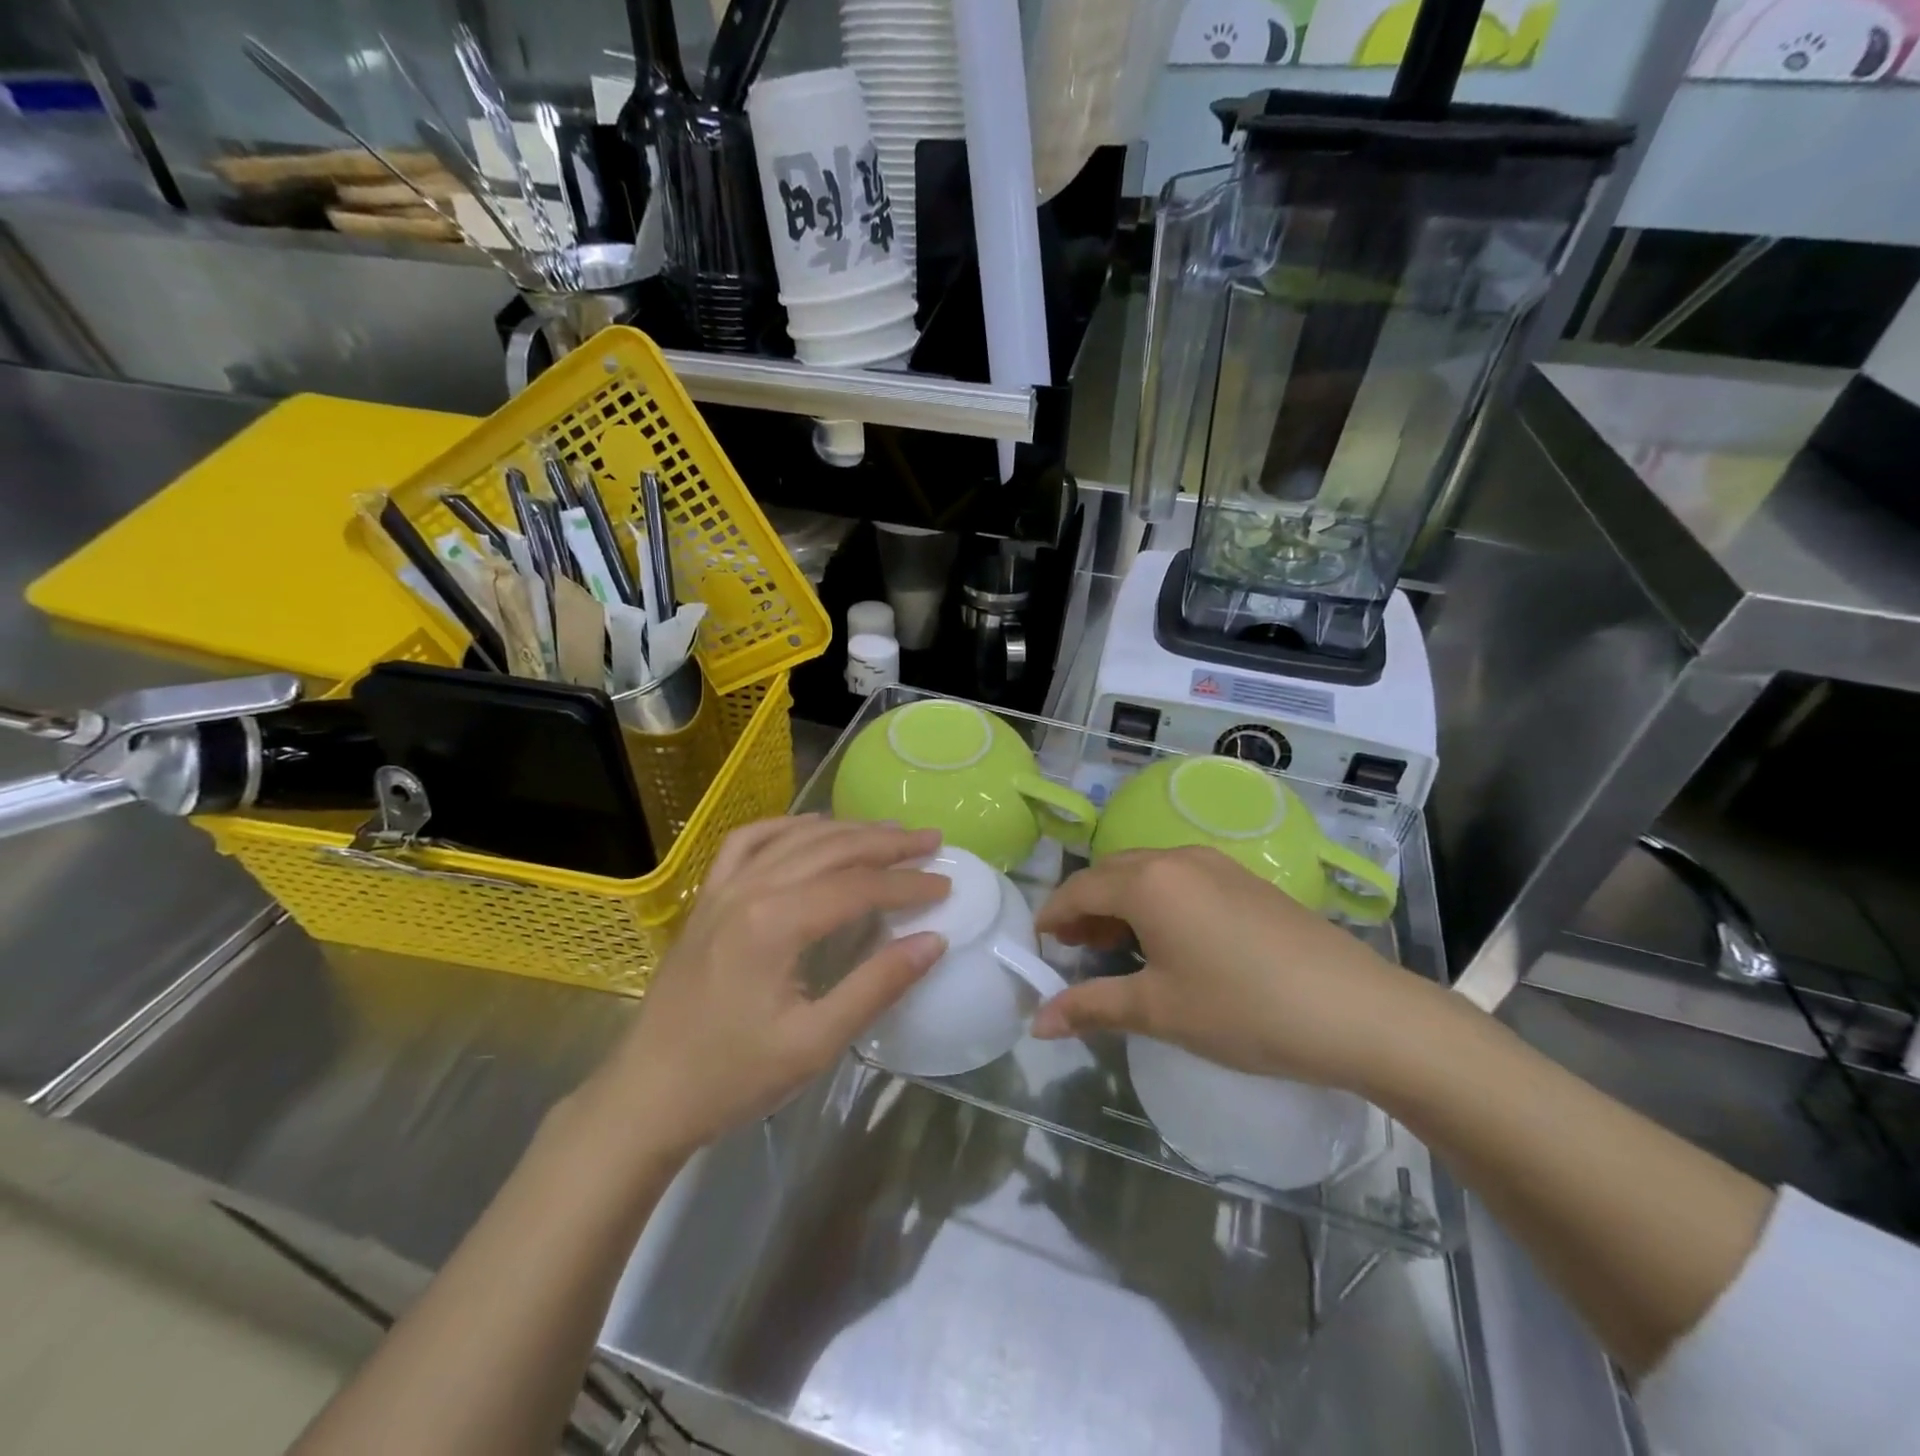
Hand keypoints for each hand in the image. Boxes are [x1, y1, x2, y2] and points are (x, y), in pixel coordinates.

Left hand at [583, 817, 948, 1158]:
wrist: (646, 1095)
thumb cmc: (732, 1077)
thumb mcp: (814, 1043)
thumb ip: (877, 985)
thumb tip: (934, 940)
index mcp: (775, 923)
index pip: (857, 887)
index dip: (907, 884)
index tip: (946, 885)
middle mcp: (749, 889)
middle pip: (831, 850)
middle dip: (887, 843)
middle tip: (931, 841)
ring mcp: (722, 889)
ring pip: (795, 839)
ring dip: (846, 830)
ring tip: (888, 831)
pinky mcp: (707, 898)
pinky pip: (747, 842)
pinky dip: (786, 827)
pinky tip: (811, 827)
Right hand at [1029, 847, 1452, 1094]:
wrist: (1358, 1011)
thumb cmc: (1244, 1010)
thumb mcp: (1160, 1011)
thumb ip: (1092, 1007)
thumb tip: (1037, 1021)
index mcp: (1148, 882)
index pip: (1079, 888)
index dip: (1052, 916)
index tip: (1038, 946)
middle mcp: (1177, 858)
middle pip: (1111, 873)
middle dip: (1084, 907)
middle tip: (1073, 950)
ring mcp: (1217, 864)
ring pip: (1147, 873)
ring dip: (1121, 904)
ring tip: (1116, 948)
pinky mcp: (1246, 880)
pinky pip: (1180, 879)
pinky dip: (1156, 902)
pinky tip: (1169, 942)